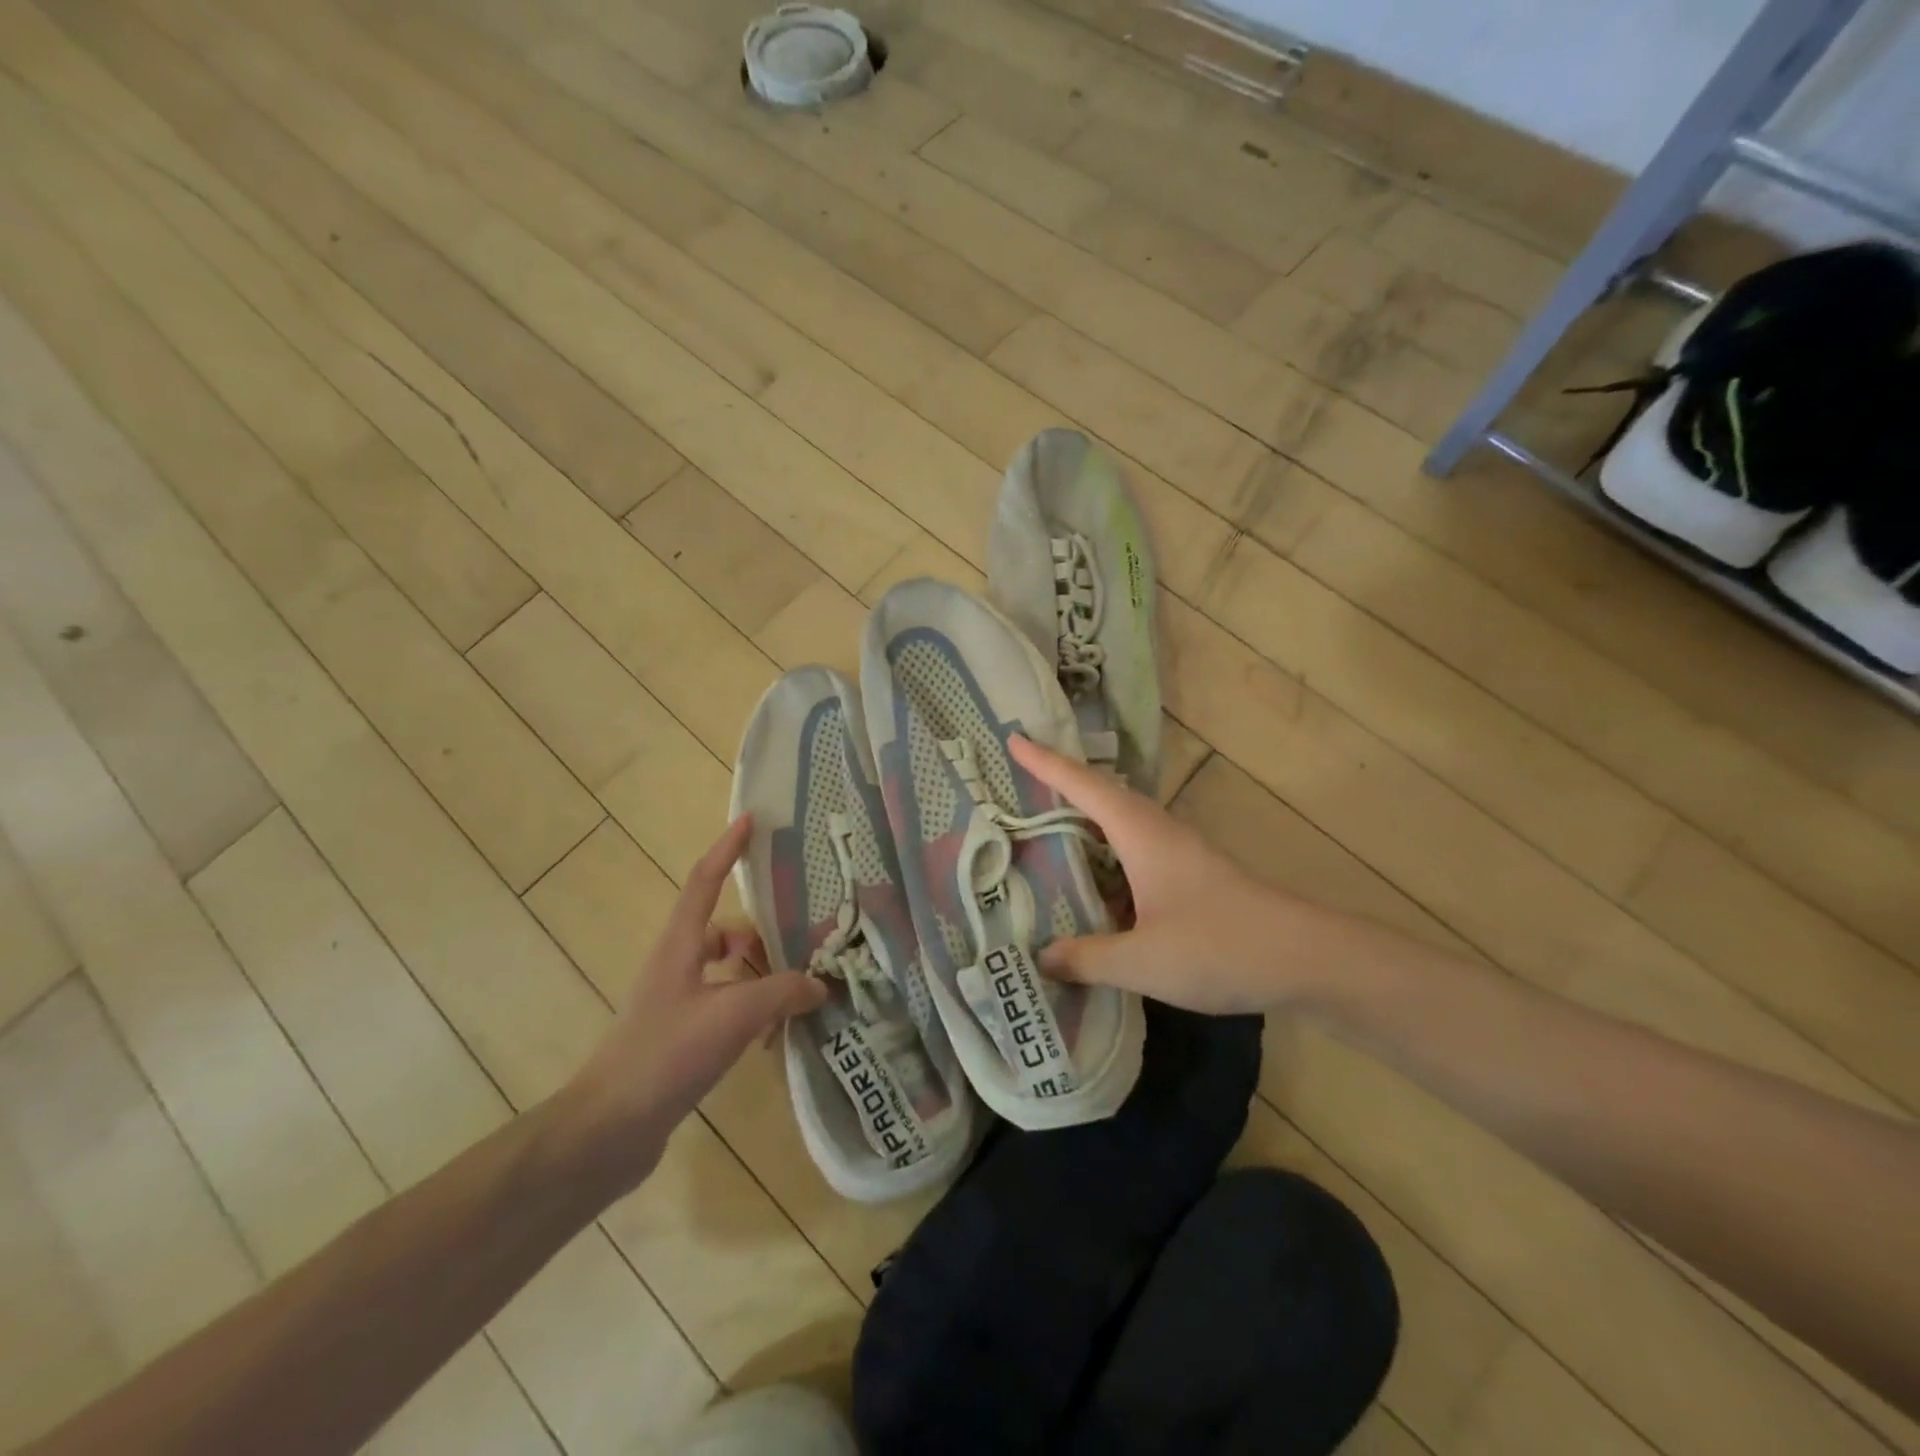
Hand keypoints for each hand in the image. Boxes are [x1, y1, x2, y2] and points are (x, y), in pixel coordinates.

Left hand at [558, 816, 825, 1185]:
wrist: (608, 1129)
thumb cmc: (666, 1054)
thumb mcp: (733, 1016)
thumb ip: (782, 993)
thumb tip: (819, 984)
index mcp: (680, 945)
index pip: (704, 880)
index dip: (727, 848)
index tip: (750, 819)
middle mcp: (676, 965)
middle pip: (725, 930)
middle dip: (762, 936)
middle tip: (804, 945)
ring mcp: (675, 1002)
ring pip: (727, 970)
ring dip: (760, 976)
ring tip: (797, 995)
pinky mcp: (679, 1035)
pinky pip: (725, 1004)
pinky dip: (750, 1008)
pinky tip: (773, 1034)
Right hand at [1011, 736, 1317, 1014]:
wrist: (1305, 957)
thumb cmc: (1219, 946)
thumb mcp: (1142, 960)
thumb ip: (1087, 957)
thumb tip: (1042, 956)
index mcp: (1140, 834)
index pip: (1083, 786)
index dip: (1046, 763)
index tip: (1014, 739)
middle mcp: (1157, 830)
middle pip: (1101, 794)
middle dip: (1060, 782)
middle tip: (1019, 780)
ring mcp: (1178, 851)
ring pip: (1119, 823)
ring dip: (1084, 818)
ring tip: (1045, 828)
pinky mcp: (1190, 874)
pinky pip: (1133, 849)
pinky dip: (1104, 853)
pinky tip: (1093, 883)